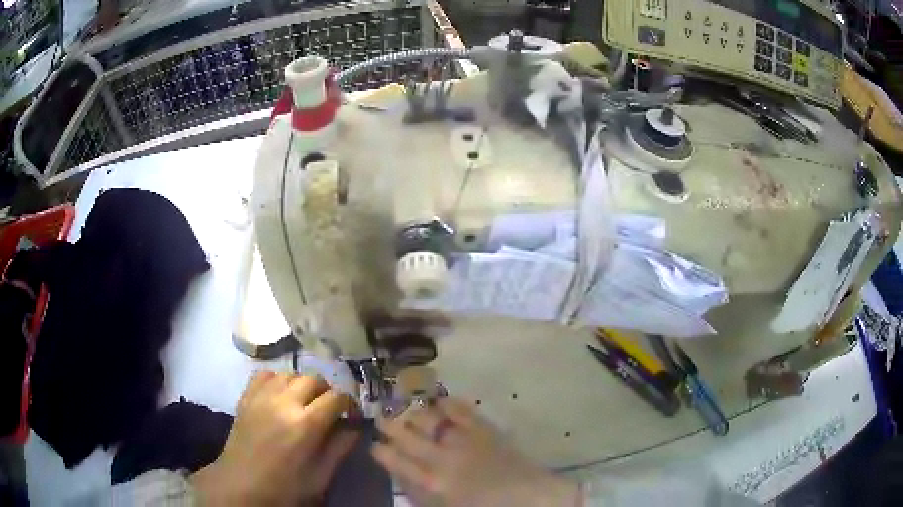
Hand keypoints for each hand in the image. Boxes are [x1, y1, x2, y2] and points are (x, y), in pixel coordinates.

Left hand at [190, 373, 358, 505]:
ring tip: (304, 403)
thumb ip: (340, 448)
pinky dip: (277, 380)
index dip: (349, 404)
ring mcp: (261, 396)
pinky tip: (280, 396)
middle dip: (326, 392)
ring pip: (289, 374)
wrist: (241, 485)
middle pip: (313, 379)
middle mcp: (284, 402)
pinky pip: (265, 375)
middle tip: (328, 410)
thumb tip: (355, 427)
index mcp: (306, 424)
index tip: (351, 415)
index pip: (337, 397)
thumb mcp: (320, 476)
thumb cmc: (285, 487)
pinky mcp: (246, 397)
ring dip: (302, 385)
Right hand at [372, 398, 578, 506]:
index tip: (375, 444)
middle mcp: (440, 459)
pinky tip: (440, 400)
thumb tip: (405, 477)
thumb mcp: (445, 506)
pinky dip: (448, 403)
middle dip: (390, 425)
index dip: (381, 451)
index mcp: (430, 483)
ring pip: (429, 420)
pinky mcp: (485, 429)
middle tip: (382, 417)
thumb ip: (422, 493)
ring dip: (414, 412)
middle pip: (407, 437)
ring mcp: (463, 441)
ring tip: (405, 406)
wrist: (529, 499)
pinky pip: (461, 411)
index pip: (395, 462)